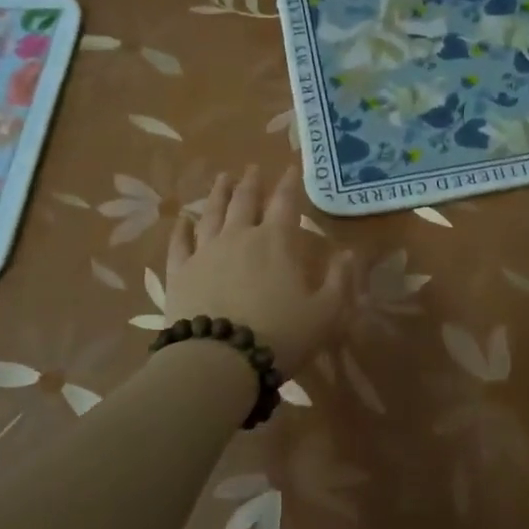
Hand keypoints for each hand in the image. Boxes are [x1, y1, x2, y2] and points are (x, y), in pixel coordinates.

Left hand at [166, 165, 354, 373]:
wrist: (219, 361)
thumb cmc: (280, 336)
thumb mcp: (325, 314)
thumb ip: (339, 281)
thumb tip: (348, 254)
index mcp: (276, 241)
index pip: (285, 203)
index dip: (289, 183)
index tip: (290, 167)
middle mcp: (239, 236)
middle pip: (244, 200)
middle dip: (250, 182)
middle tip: (252, 168)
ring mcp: (205, 252)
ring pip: (211, 213)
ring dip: (218, 193)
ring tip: (222, 178)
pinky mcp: (180, 272)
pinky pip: (179, 243)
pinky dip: (182, 229)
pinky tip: (183, 220)